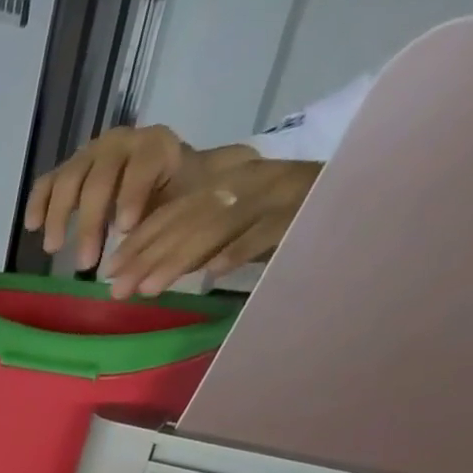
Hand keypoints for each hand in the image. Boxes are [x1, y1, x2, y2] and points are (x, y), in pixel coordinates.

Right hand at [23, 125, 203, 270]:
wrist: (166, 181)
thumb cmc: (176, 199)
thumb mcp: (185, 206)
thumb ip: (168, 225)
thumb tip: (144, 265)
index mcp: (156, 146)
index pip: (142, 165)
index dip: (131, 196)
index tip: (124, 230)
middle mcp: (120, 144)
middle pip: (99, 178)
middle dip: (90, 222)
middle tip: (85, 263)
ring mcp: (90, 155)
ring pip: (69, 180)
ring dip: (59, 216)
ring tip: (54, 249)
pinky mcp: (68, 170)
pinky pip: (47, 183)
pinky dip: (38, 203)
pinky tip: (33, 227)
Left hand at [101, 157, 319, 297]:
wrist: (363, 189)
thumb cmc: (285, 218)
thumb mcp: (232, 226)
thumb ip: (194, 241)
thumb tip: (143, 273)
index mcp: (227, 183)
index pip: (172, 212)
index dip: (138, 242)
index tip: (108, 271)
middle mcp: (247, 183)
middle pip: (187, 221)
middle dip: (148, 257)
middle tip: (117, 290)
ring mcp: (277, 194)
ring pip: (218, 226)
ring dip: (181, 258)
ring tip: (149, 288)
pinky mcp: (306, 209)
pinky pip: (267, 230)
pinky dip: (241, 249)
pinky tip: (213, 272)